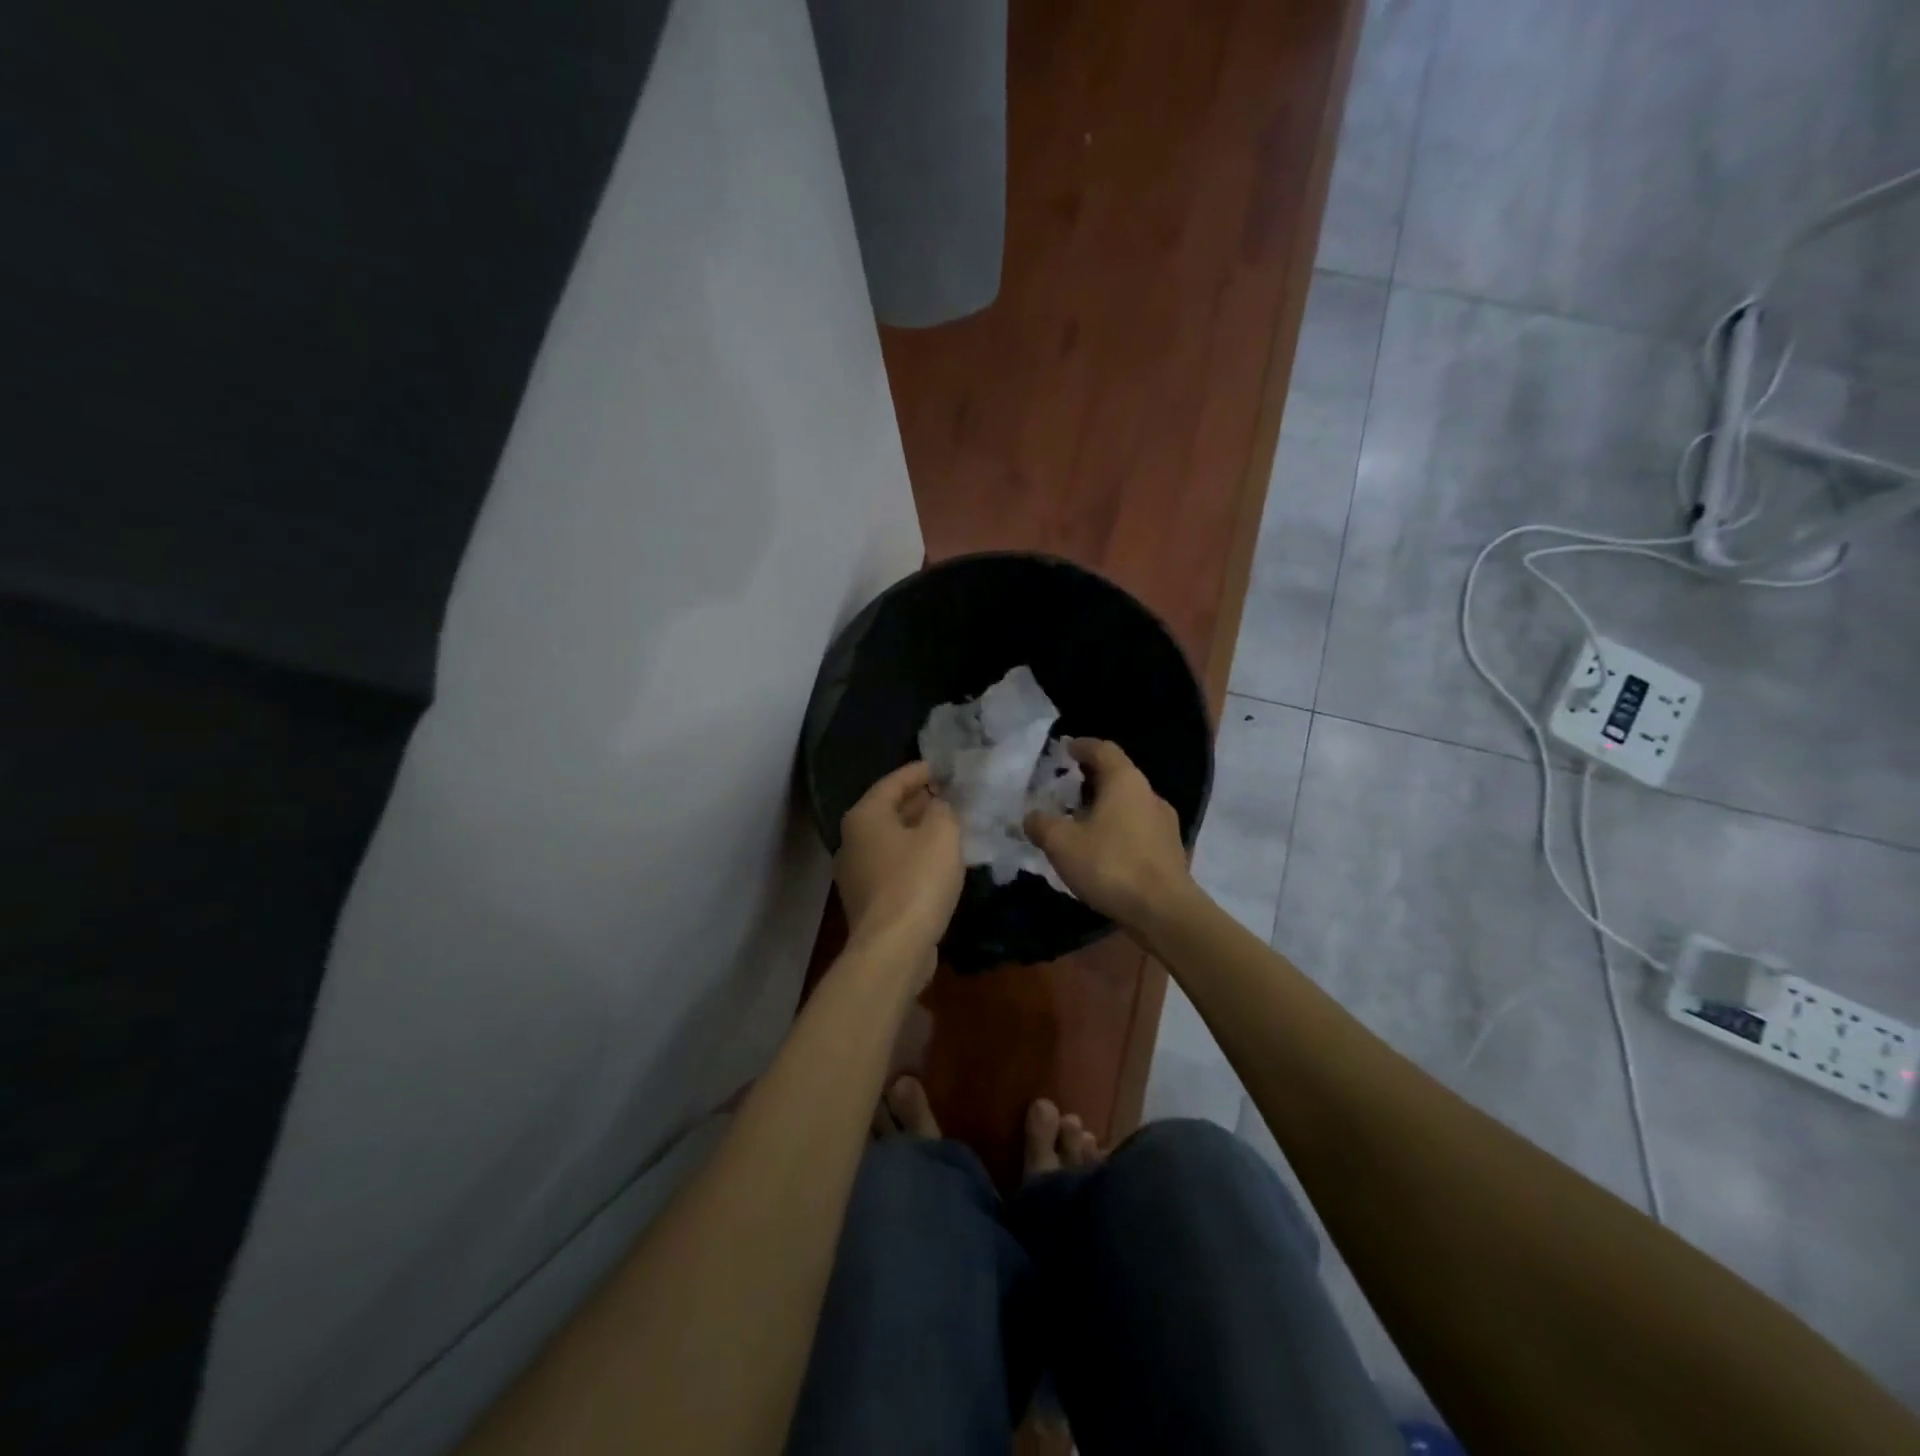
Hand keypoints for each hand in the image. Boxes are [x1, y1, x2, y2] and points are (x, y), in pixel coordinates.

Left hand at [836, 760, 963, 971]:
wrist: (893, 948)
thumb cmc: (917, 880)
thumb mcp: (941, 833)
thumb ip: (943, 809)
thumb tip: (938, 805)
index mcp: (864, 817)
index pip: (892, 782)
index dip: (919, 772)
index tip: (941, 767)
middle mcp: (852, 841)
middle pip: (887, 810)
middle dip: (918, 801)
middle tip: (947, 794)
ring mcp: (856, 873)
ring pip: (890, 840)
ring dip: (917, 831)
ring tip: (947, 825)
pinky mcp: (867, 901)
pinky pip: (893, 866)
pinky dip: (913, 857)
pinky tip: (937, 862)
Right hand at [1024, 739, 1196, 934]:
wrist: (1164, 912)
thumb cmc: (1111, 865)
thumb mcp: (1062, 844)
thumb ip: (1041, 825)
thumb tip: (1031, 817)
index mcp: (1125, 781)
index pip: (1103, 749)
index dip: (1082, 746)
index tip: (1065, 748)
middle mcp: (1149, 794)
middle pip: (1118, 774)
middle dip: (1091, 777)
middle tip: (1066, 787)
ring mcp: (1164, 822)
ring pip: (1129, 802)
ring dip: (1105, 805)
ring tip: (1081, 820)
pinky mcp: (1169, 849)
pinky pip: (1138, 826)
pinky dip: (1118, 827)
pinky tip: (1103, 848)